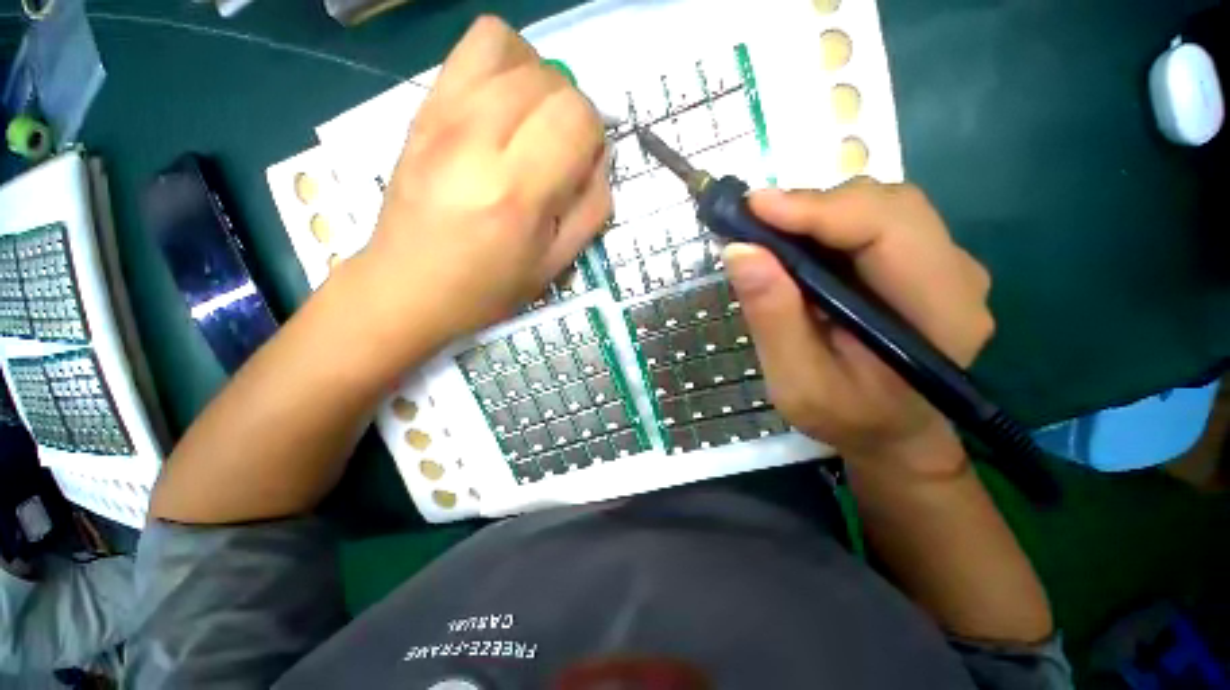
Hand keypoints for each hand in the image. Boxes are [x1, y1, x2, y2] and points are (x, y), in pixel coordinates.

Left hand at [362, 16, 610, 345]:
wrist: (409, 286)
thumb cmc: (489, 287)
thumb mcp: (555, 264)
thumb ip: (592, 210)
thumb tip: (600, 162)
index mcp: (518, 191)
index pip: (577, 117)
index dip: (593, 136)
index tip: (584, 166)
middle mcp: (479, 139)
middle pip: (551, 79)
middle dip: (573, 111)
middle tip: (562, 150)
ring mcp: (444, 115)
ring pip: (513, 48)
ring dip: (541, 80)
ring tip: (535, 121)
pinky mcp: (424, 108)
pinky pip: (472, 47)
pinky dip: (504, 62)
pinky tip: (505, 103)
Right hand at [723, 181, 993, 474]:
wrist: (890, 431)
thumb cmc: (846, 417)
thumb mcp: (797, 382)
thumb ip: (773, 318)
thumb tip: (740, 250)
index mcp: (940, 313)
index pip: (888, 228)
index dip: (817, 209)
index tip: (753, 208)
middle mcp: (956, 276)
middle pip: (888, 205)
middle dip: (814, 207)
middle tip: (754, 224)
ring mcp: (944, 265)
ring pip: (881, 206)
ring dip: (818, 213)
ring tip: (770, 237)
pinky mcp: (921, 262)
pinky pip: (874, 222)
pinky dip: (827, 224)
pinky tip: (797, 247)